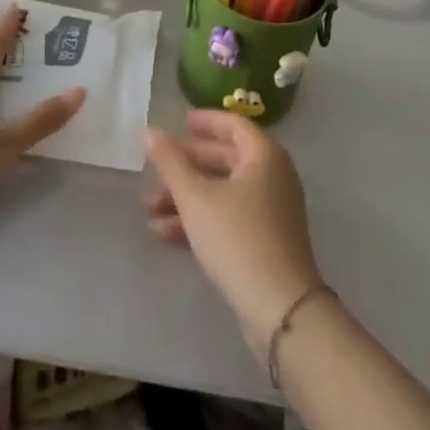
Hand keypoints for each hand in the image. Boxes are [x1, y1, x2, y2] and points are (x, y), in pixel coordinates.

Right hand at [144, 111, 324, 356]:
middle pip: (225, 159)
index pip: (233, 125)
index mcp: (264, 156)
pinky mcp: (265, 241)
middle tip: (154, 168)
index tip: (181, 121)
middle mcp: (272, 177)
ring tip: (149, 207)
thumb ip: (170, 162)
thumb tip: (150, 131)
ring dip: (186, 196)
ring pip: (222, 192)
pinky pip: (228, 218)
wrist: (280, 308)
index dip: (206, 121)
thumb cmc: (237, 238)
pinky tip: (163, 233)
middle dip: (186, 165)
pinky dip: (199, 219)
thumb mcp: (195, 197)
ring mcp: (271, 211)